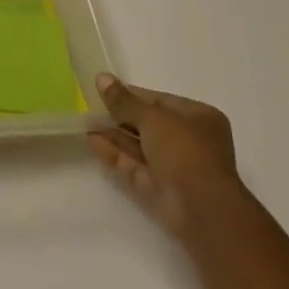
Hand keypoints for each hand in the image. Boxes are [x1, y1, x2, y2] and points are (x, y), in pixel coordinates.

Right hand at [89, 72, 240, 242]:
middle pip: (148, 124)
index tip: (105, 89)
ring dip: (114, 135)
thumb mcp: (153, 117)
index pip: (160, 101)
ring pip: (140, 147)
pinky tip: (92, 141)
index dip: (132, 95)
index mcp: (198, 118)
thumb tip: (101, 78)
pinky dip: (115, 155)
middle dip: (120, 116)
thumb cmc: (185, 150)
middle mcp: (189, 142)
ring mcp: (175, 168)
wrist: (203, 210)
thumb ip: (124, 100)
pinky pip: (135, 166)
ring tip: (86, 122)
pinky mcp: (160, 190)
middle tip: (91, 106)